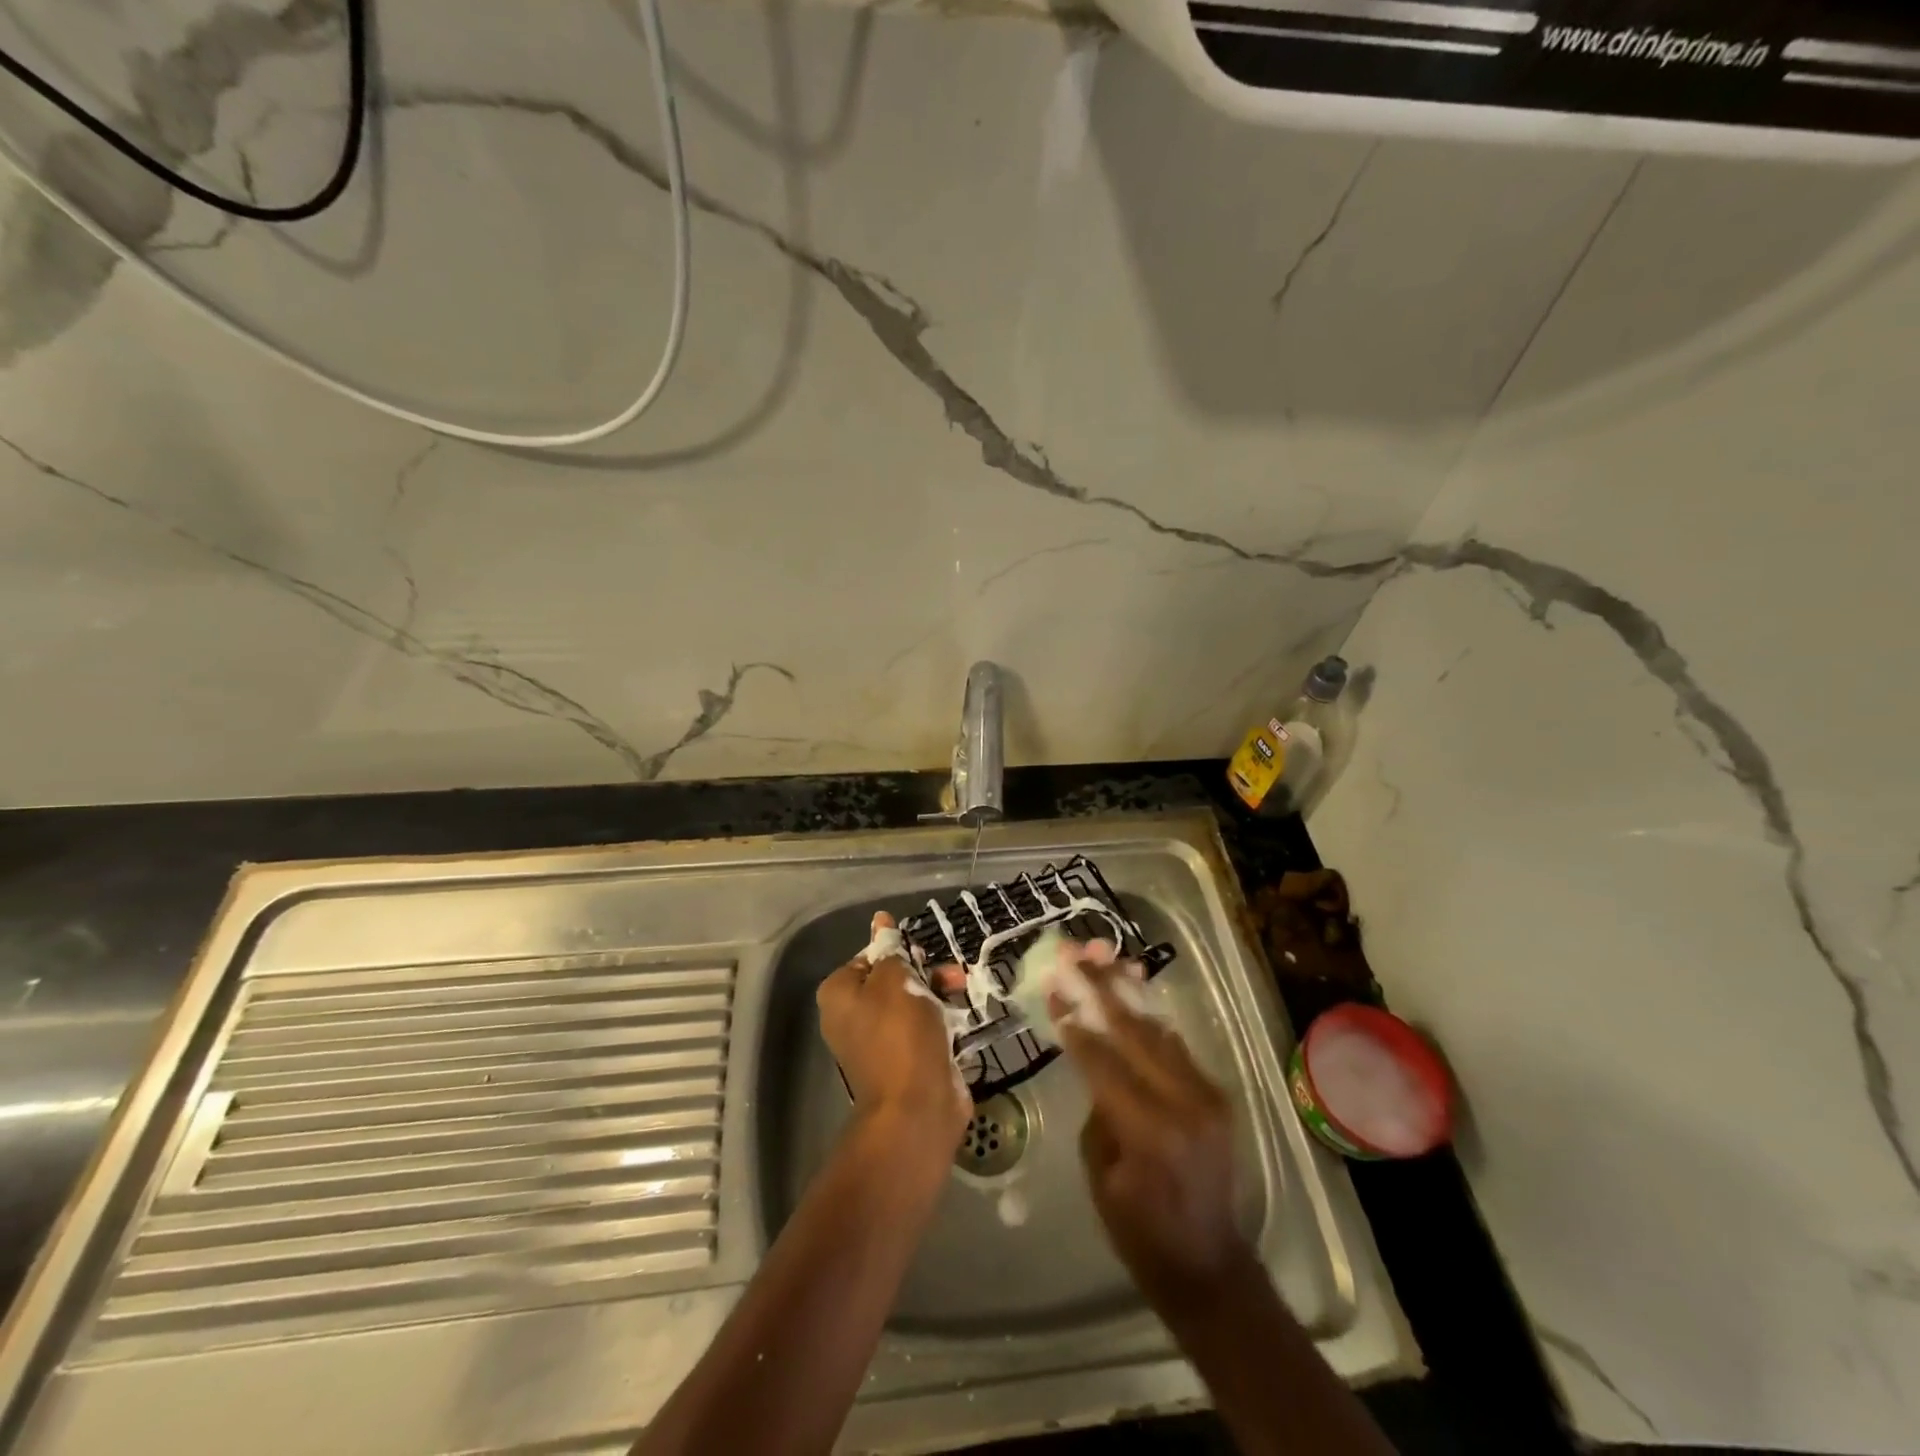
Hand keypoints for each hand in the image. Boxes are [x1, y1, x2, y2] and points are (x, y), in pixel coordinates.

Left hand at [816, 912, 969, 1151]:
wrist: (916, 1106)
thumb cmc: (900, 1034)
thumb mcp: (896, 980)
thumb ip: (890, 949)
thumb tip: (880, 920)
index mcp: (839, 994)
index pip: (868, 957)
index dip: (897, 951)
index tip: (921, 954)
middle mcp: (852, 1017)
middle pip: (891, 979)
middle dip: (923, 972)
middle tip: (948, 972)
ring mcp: (878, 1042)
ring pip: (911, 1002)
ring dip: (937, 992)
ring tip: (961, 988)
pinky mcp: (905, 1060)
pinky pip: (922, 1028)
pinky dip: (940, 1019)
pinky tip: (960, 1016)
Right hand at [1052, 956, 1251, 1314]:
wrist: (1210, 1264)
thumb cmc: (1140, 1232)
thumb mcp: (1102, 1174)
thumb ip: (1099, 1109)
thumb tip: (1093, 1058)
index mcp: (1149, 1131)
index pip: (1103, 1061)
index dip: (1075, 1023)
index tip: (1053, 986)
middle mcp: (1184, 1102)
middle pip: (1133, 1032)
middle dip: (1099, 988)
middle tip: (1075, 952)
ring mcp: (1206, 1094)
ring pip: (1157, 1029)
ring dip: (1127, 991)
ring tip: (1102, 955)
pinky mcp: (1215, 1093)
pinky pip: (1175, 1045)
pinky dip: (1149, 1015)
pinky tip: (1132, 987)